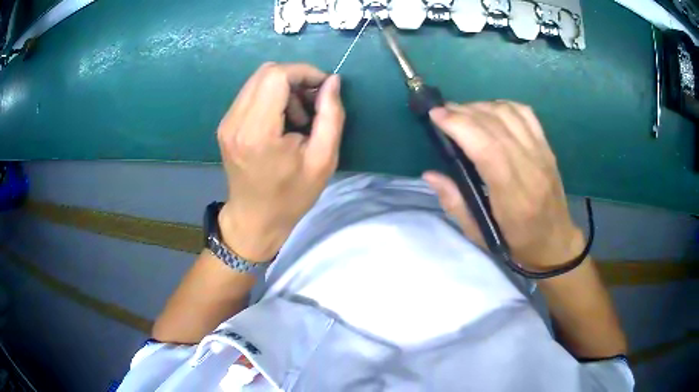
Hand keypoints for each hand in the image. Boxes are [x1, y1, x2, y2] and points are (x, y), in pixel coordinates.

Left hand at [216, 63, 344, 261]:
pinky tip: (282, 121)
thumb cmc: (291, 196)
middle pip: (266, 72)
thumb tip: (333, 81)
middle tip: (313, 103)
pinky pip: (250, 94)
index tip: (323, 89)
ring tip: (298, 117)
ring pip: (257, 81)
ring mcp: (226, 122)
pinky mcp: (225, 125)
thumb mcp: (323, 160)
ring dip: (284, 88)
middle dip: (295, 78)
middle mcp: (235, 121)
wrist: (255, 219)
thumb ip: (331, 116)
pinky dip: (271, 97)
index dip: (304, 72)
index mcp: (258, 132)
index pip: (276, 76)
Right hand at [424, 101, 583, 269]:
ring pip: (510, 114)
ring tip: (463, 112)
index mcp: (512, 195)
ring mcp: (542, 154)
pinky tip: (491, 111)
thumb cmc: (516, 244)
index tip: (436, 115)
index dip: (460, 125)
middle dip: (464, 111)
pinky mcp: (547, 148)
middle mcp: (530, 167)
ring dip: (482, 106)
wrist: (555, 243)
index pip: (487, 147)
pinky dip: (504, 105)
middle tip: (442, 111)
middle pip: (496, 125)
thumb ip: (455, 203)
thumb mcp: (480, 235)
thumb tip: (430, 174)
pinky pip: (526, 114)